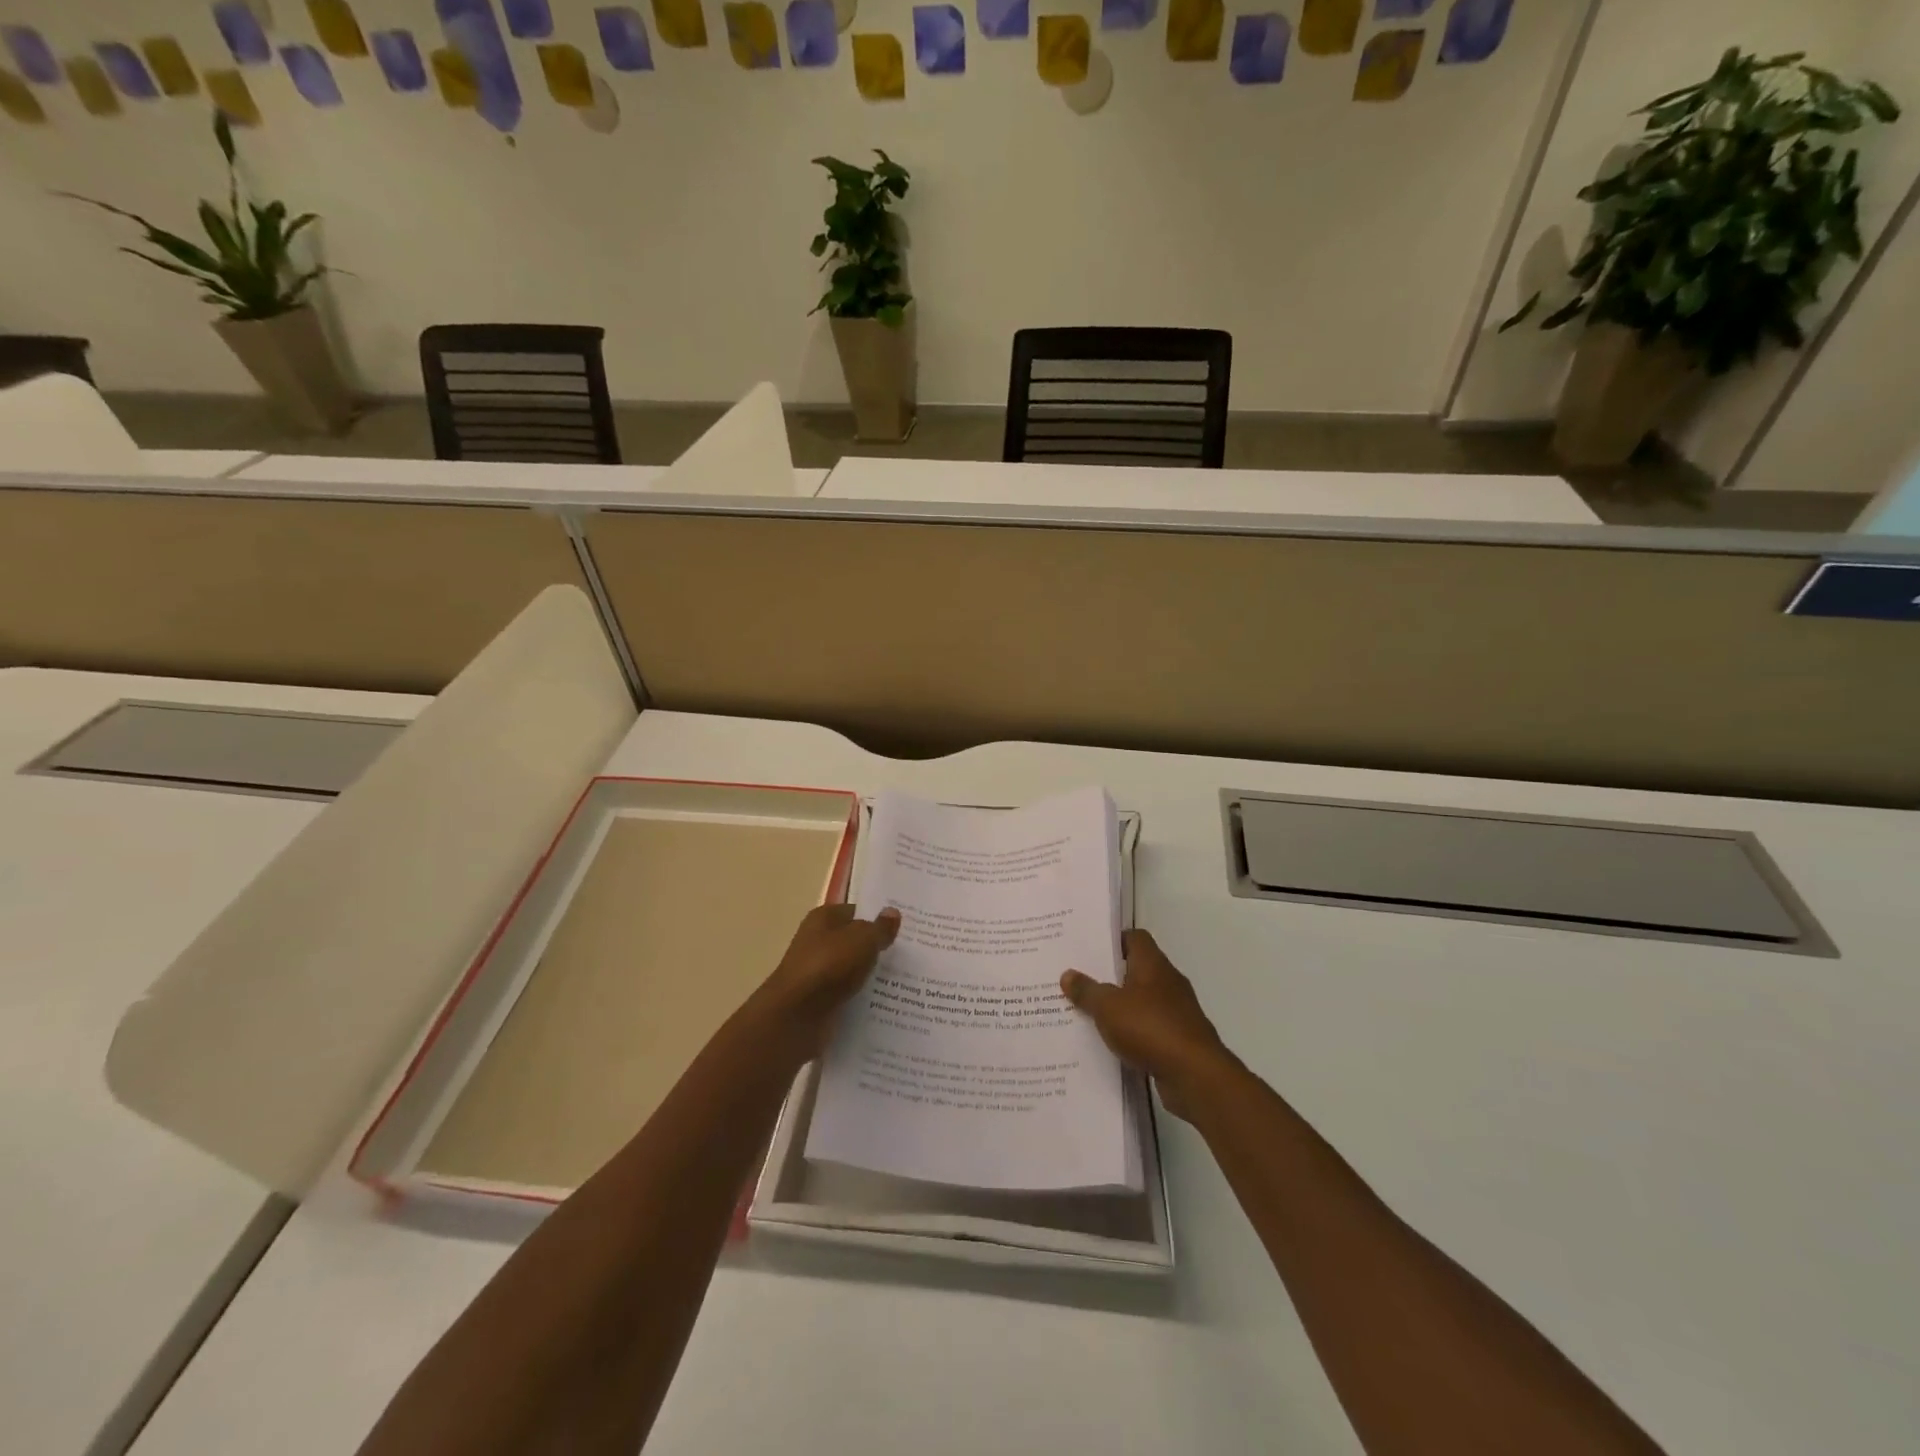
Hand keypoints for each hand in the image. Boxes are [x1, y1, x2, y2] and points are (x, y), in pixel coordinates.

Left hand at [750, 903, 900, 1057]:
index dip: (878, 918)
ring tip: (908, 982)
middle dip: (879, 949)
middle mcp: (817, 942)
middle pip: (855, 942)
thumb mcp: (862, 940)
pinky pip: (848, 995)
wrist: (796, 1017)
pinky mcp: (820, 1002)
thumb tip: (893, 913)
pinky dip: (863, 999)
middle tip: (912, 956)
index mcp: (823, 919)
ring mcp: (818, 974)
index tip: (906, 929)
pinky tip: (888, 1004)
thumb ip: (880, 928)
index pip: (856, 912)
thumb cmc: (829, 966)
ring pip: (853, 971)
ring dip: (873, 977)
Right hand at [1061, 930, 1231, 1121]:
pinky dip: (1132, 1032)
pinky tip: (1111, 1042)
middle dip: (1110, 976)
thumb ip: (1087, 991)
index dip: (1113, 940)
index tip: (1089, 949)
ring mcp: (1176, 1011)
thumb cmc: (1150, 1028)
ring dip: (1120, 1007)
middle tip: (1080, 981)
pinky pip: (1149, 1028)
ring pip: (1142, 1001)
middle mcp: (1168, 982)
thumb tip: (1067, 974)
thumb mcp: (1108, 1007)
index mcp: (1153, 965)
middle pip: (1137, 969)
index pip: (1135, 938)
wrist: (1194, 1075)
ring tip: (1088, 1013)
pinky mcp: (1179, 1039)